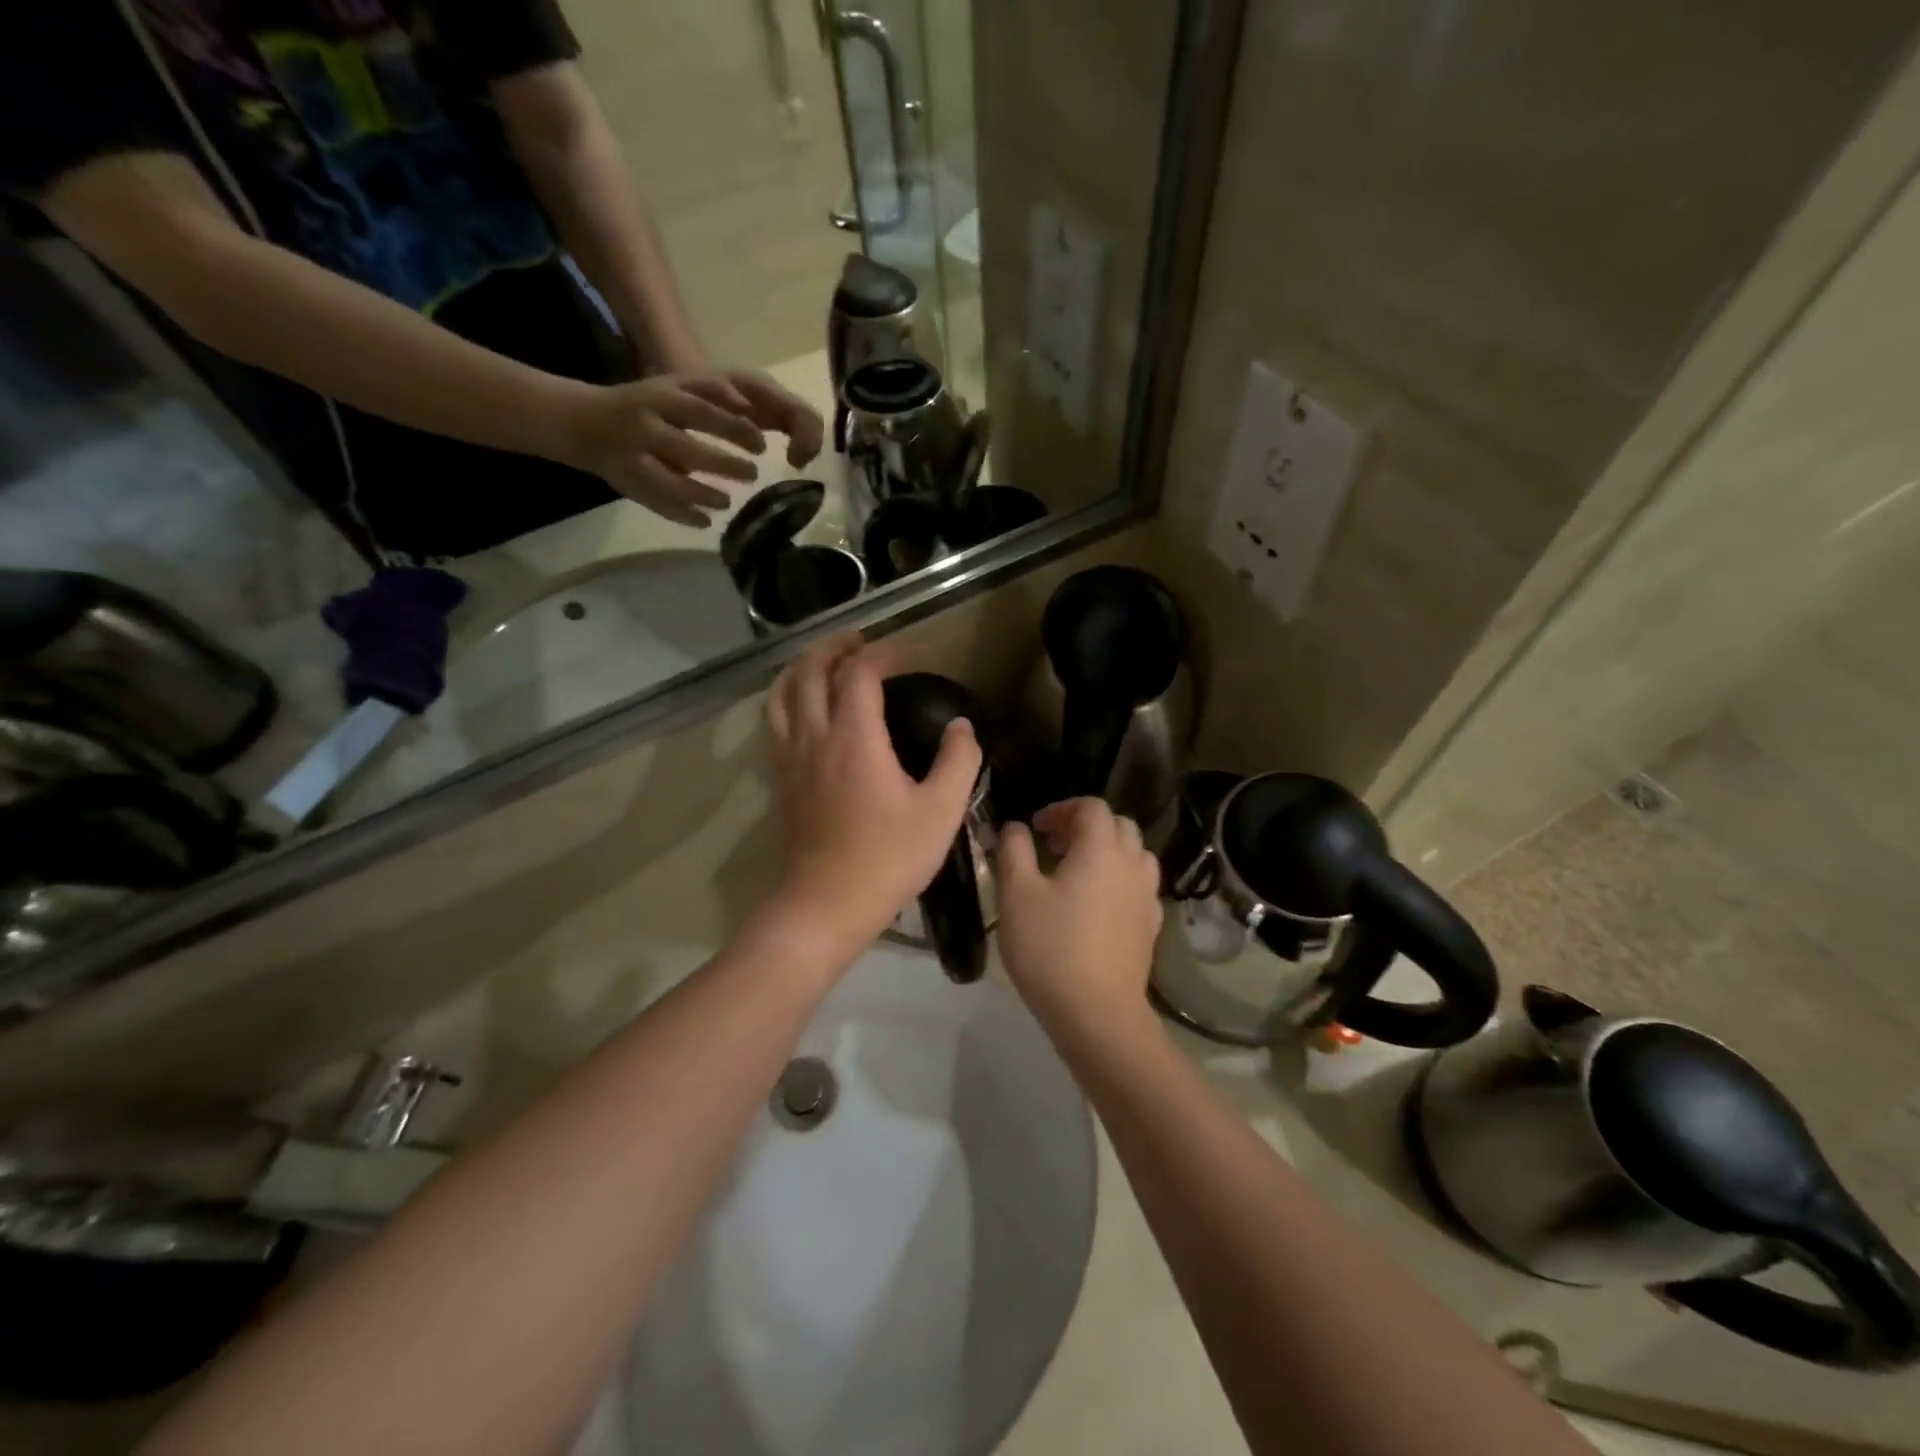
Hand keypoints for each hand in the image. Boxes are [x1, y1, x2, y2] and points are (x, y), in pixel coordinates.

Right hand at [557, 370, 825, 527]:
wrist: (581, 423)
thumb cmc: (641, 403)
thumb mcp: (670, 385)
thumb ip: (709, 390)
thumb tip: (748, 405)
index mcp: (658, 399)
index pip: (703, 414)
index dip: (735, 430)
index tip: (761, 445)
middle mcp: (644, 428)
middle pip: (688, 450)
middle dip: (725, 465)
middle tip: (752, 474)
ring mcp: (633, 459)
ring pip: (671, 483)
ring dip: (704, 495)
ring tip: (727, 502)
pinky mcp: (627, 485)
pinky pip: (656, 504)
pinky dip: (682, 515)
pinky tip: (705, 521)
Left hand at [766, 634, 982, 948]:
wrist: (827, 903)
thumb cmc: (889, 857)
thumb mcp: (941, 810)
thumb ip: (959, 760)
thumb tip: (961, 726)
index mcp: (854, 736)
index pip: (860, 673)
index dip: (882, 653)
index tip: (905, 654)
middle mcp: (814, 736)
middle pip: (810, 671)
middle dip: (833, 648)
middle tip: (858, 642)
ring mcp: (790, 758)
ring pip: (782, 694)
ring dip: (801, 668)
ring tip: (822, 664)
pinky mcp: (779, 780)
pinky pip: (774, 722)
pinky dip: (786, 700)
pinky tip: (801, 711)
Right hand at [996, 798, 1163, 1038]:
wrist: (1097, 1013)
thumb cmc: (1050, 947)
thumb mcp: (1016, 894)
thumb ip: (1014, 850)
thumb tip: (1016, 828)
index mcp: (1100, 849)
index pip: (1092, 807)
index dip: (1061, 809)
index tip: (1035, 828)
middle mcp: (1131, 865)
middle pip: (1119, 825)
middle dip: (1085, 826)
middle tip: (1054, 845)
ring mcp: (1146, 897)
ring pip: (1135, 855)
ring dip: (1108, 851)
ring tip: (1077, 871)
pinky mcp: (1150, 927)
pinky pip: (1139, 886)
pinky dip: (1119, 880)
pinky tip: (1096, 904)